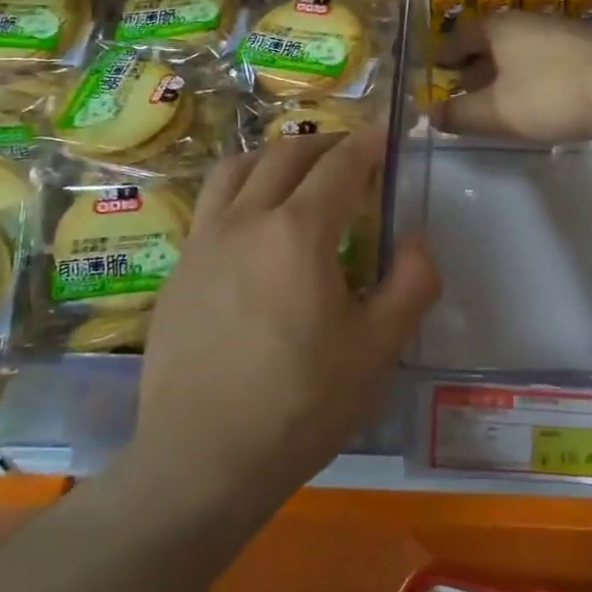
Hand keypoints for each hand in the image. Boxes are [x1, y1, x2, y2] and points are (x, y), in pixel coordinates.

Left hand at [133, 126, 438, 511]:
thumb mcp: (378, 350)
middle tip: (352, 156)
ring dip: (274, 158)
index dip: (368, 142)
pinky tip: (253, 229)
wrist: (200, 462)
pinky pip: (210, 206)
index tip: (386, 129)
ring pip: (236, 168)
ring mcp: (202, 242)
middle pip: (286, 154)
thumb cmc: (300, 406)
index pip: (340, 164)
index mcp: (298, 232)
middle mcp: (245, 220)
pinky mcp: (177, 271)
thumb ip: (411, 283)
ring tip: (296, 175)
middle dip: (325, 144)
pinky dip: (241, 192)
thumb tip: (414, 240)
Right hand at [435, 13, 591, 144]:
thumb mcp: (495, 112)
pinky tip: (536, 94)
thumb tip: (431, 115)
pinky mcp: (588, 49)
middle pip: (493, 39)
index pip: (463, 35)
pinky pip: (546, 56)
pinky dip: (530, 72)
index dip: (446, 53)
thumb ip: (459, 114)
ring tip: (498, 93)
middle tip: (463, 85)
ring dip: (504, 68)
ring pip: (521, 48)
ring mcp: (563, 31)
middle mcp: (530, 21)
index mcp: (501, 27)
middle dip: (475, 62)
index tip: (436, 68)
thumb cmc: (547, 96)